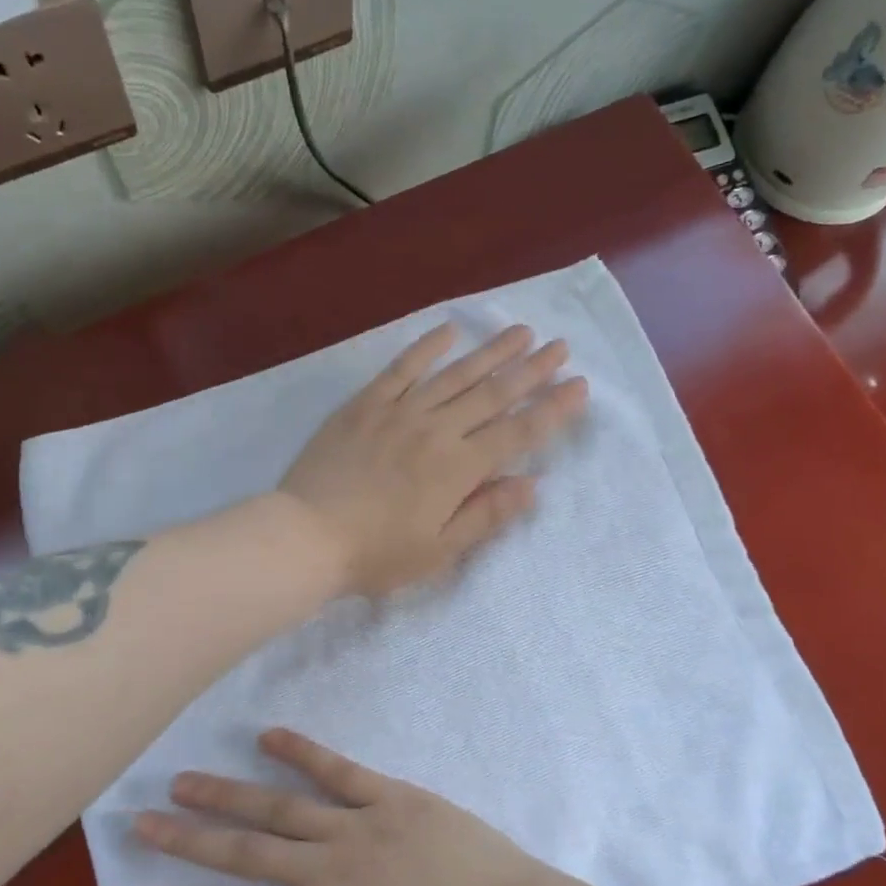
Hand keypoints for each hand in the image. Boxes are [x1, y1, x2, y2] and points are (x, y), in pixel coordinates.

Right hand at [126, 729, 544, 885]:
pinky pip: (339, 770)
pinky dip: (302, 751)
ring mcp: (360, 824)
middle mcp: (328, 868)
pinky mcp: (391, 796)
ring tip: (186, 780)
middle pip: (245, 851)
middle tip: (141, 820)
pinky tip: (269, 734)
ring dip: (230, 793)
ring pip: (281, 806)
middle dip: (189, 839)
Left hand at [279, 323, 585, 596]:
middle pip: (493, 394)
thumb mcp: (439, 550)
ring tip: (520, 331)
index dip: (552, 409)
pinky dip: (425, 348)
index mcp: (459, 468)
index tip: (579, 385)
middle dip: (532, 369)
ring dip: (490, 351)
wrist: (306, 536)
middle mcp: (436, 430)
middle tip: (560, 345)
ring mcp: (399, 412)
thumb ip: (486, 514)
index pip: (518, 432)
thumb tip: (531, 483)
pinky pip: (400, 369)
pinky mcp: (365, 405)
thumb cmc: (376, 554)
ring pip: (455, 374)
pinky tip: (447, 331)